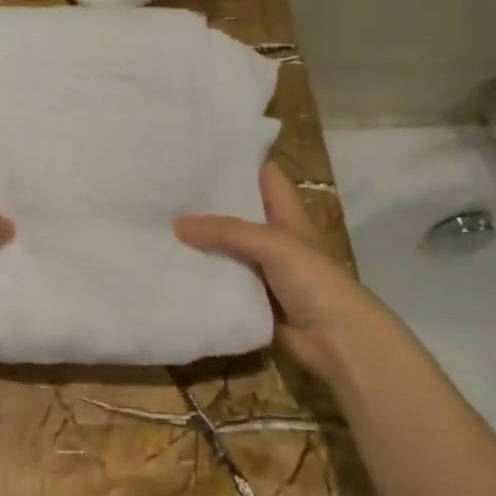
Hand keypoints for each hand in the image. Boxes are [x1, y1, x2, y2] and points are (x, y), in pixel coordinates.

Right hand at [175, 163, 374, 378]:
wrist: (338, 341)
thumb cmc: (314, 281)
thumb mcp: (273, 244)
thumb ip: (227, 231)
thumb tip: (177, 223)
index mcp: (287, 215)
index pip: (263, 177)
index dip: (237, 163)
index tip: (199, 154)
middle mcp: (274, 238)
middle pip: (237, 213)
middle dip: (207, 203)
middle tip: (166, 189)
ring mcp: (262, 271)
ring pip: (225, 249)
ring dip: (198, 243)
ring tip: (157, 225)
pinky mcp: (251, 299)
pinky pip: (221, 283)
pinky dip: (200, 277)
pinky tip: (169, 268)